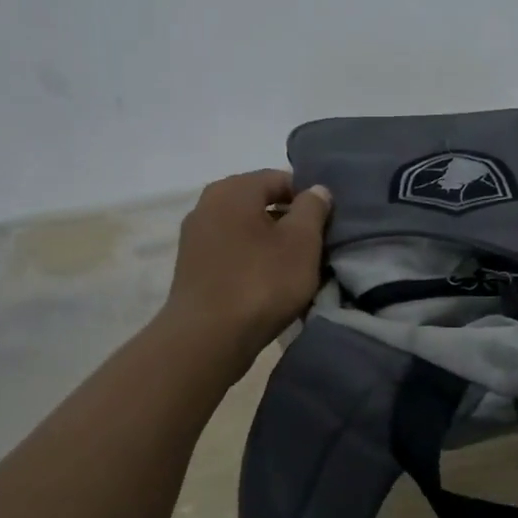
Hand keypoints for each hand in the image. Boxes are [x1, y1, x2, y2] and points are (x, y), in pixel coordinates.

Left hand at [162, 170, 330, 367]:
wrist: (208, 338)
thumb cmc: (261, 282)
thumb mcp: (302, 242)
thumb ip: (313, 208)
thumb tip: (316, 190)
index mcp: (233, 189)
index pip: (280, 179)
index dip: (308, 199)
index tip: (326, 226)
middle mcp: (207, 204)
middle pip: (260, 203)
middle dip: (289, 222)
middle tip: (314, 249)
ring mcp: (195, 237)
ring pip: (246, 230)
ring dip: (271, 244)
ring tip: (293, 271)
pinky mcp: (191, 268)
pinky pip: (231, 253)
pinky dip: (252, 262)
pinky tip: (267, 286)